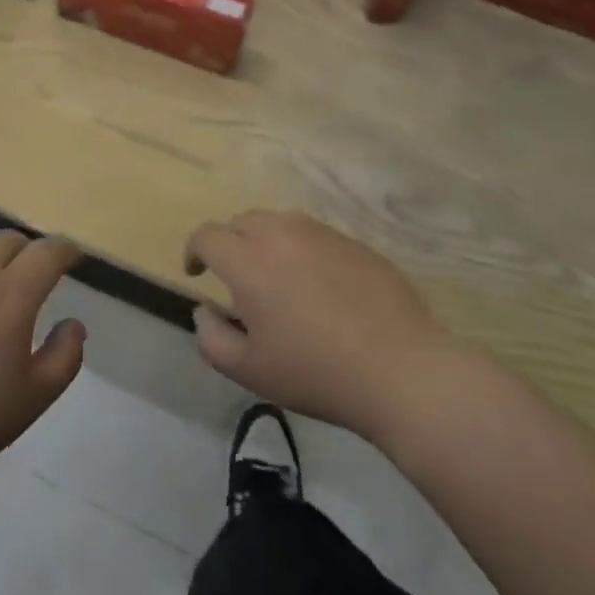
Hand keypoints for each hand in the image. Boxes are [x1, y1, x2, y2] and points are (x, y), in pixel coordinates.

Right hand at [186, 210, 449, 441]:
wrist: (401, 370)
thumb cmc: (316, 373)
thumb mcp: (249, 370)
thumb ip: (211, 338)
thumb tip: (205, 310)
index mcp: (249, 261)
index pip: (207, 236)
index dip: (194, 252)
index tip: (197, 275)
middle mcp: (282, 233)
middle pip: (241, 221)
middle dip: (230, 244)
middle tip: (238, 280)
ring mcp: (322, 233)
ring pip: (279, 223)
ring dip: (266, 242)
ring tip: (278, 280)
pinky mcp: (354, 242)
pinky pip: (315, 235)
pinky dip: (303, 251)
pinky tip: (320, 287)